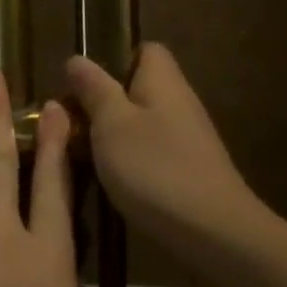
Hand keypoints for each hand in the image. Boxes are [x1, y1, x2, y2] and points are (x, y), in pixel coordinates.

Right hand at [66, 43, 271, 256]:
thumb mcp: (111, 124)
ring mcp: (187, 142)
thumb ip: (94, 90)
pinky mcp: (189, 175)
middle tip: (71, 122)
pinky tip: (110, 182)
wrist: (216, 236)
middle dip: (104, 102)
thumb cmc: (156, 169)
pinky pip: (150, 154)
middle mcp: (179, 105)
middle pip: (139, 89)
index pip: (146, 51)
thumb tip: (77, 59)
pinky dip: (129, 163)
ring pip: (141, 124)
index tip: (84, 83)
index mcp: (163, 83)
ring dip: (112, 136)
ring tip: (81, 153)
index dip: (114, 58)